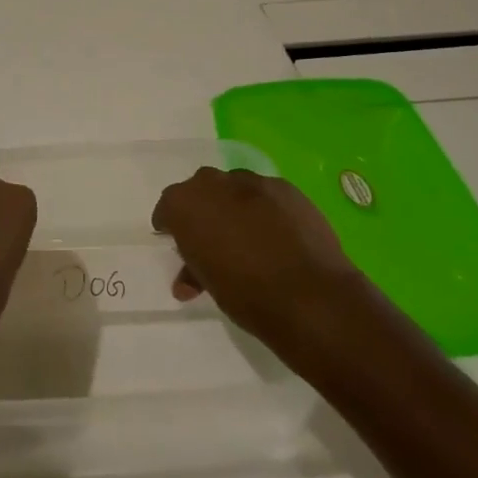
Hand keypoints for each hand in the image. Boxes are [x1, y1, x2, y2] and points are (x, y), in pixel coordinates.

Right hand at [152, 167, 367, 351]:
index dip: (171, 225)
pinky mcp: (286, 188)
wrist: (309, 296)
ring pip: (234, 188)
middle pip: (201, 189)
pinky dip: (265, 208)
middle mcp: (213, 183)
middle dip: (203, 209)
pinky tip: (278, 233)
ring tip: (249, 236)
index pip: (168, 207)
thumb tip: (189, 277)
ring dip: (235, 206)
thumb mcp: (207, 284)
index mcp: (184, 204)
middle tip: (213, 238)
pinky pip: (266, 194)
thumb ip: (194, 267)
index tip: (178, 241)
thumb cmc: (246, 294)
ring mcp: (252, 181)